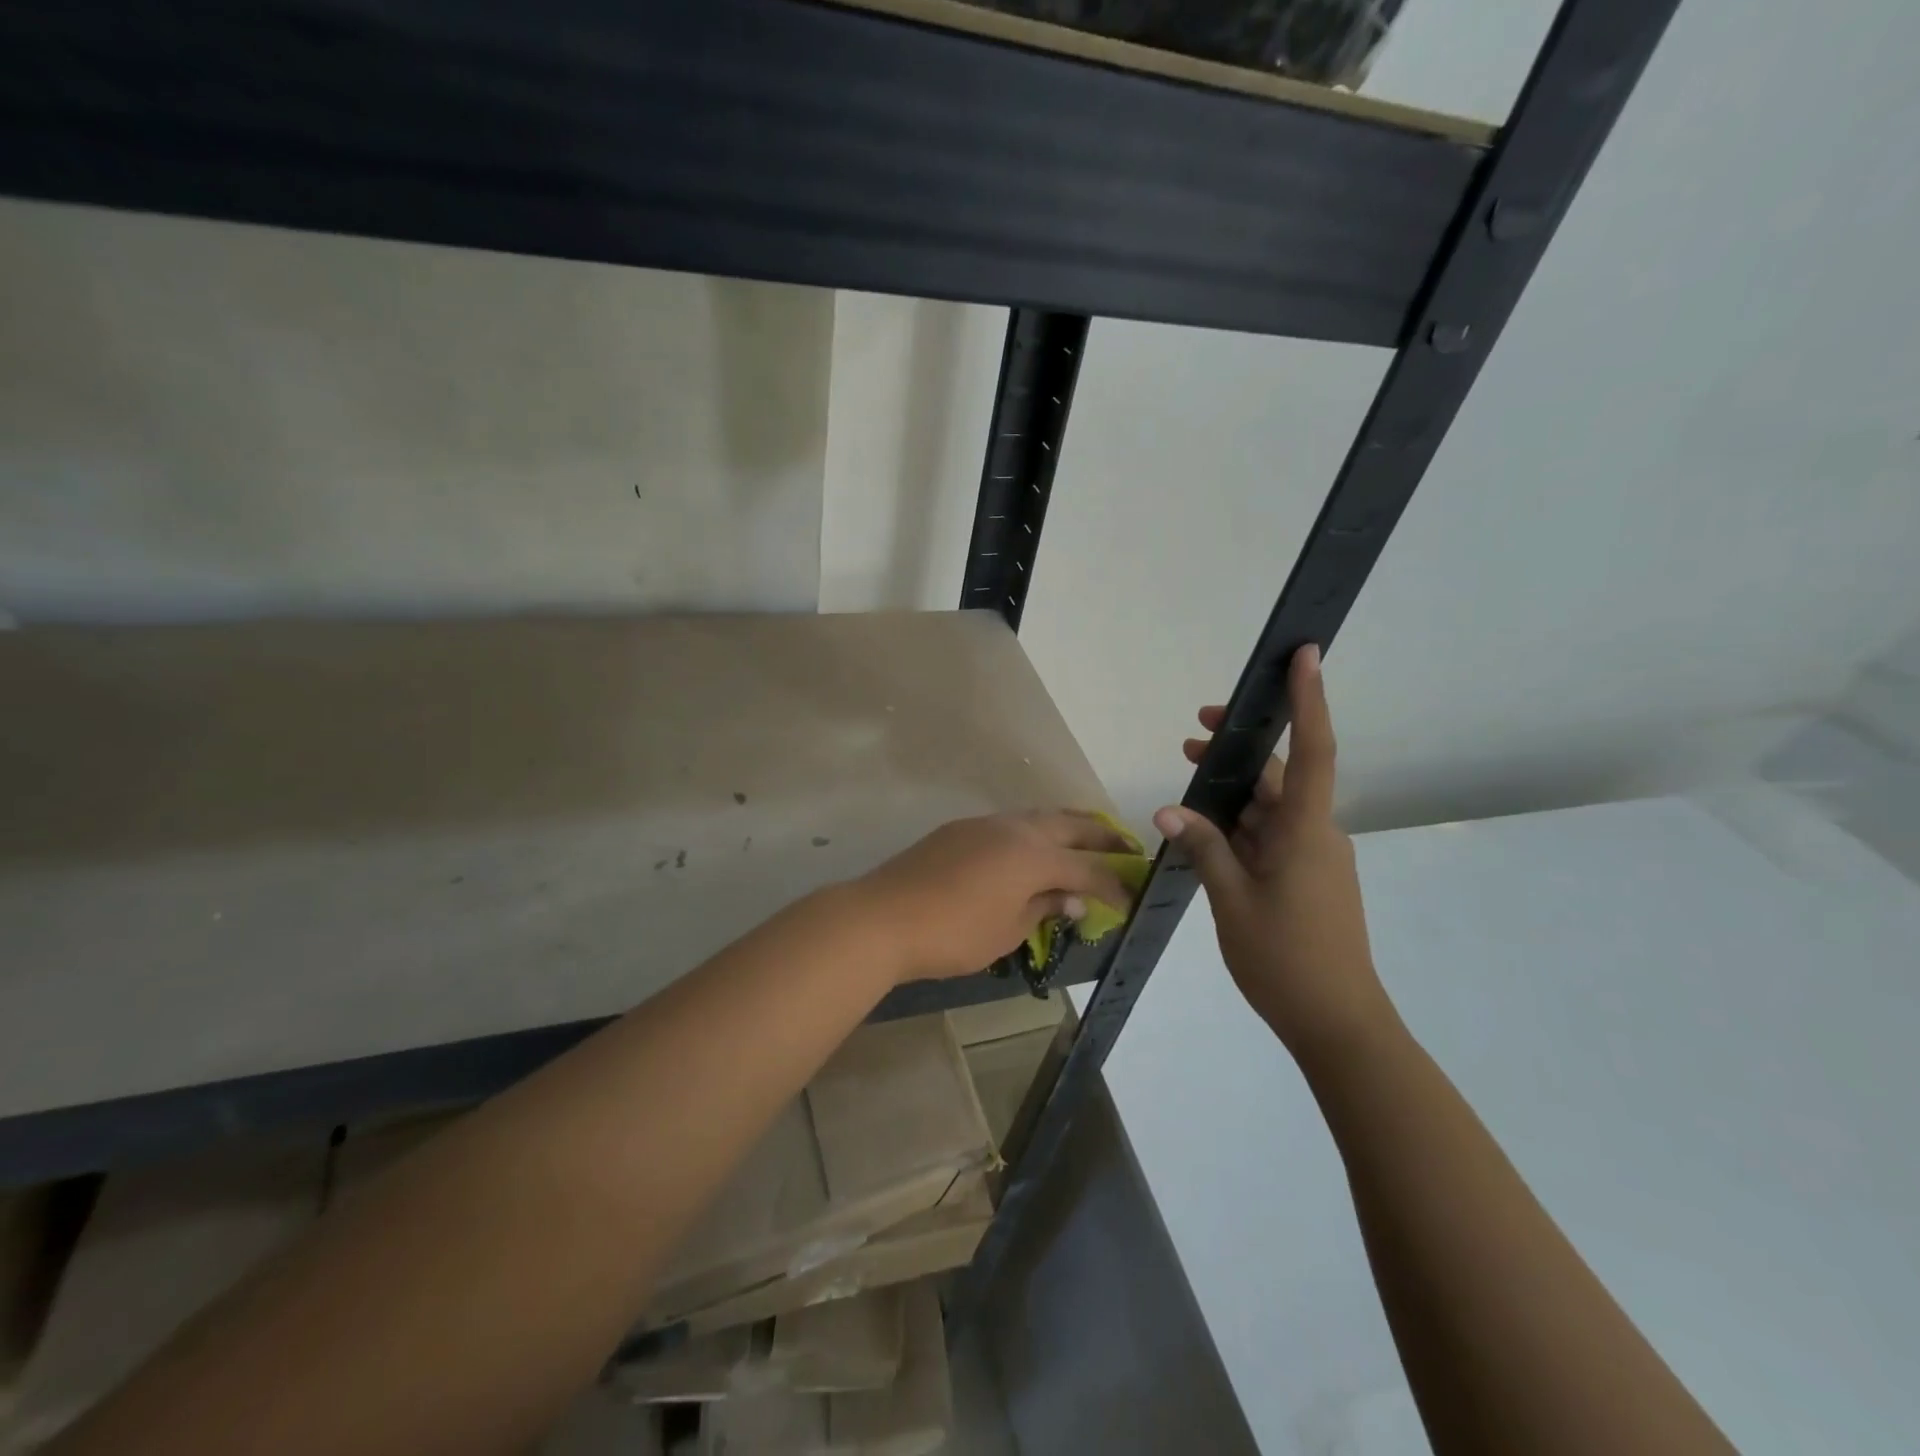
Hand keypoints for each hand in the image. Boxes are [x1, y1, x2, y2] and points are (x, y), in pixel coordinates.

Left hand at [859, 811, 1134, 981]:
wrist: (884, 916)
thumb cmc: (953, 933)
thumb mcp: (1008, 930)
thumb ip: (1045, 908)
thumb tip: (1073, 898)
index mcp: (1033, 855)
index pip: (1087, 868)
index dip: (1113, 883)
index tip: (1132, 897)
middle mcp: (1015, 829)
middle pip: (1070, 826)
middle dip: (1102, 837)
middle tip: (1128, 847)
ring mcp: (986, 824)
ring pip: (1039, 816)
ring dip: (1068, 826)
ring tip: (1087, 839)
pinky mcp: (961, 829)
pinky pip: (1012, 822)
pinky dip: (1035, 831)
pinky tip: (1034, 846)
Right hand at [1152, 646, 1394, 1058]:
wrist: (1337, 1023)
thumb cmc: (1285, 959)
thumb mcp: (1231, 900)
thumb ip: (1203, 847)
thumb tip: (1169, 808)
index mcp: (1305, 832)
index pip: (1312, 752)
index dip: (1309, 700)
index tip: (1306, 656)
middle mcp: (1316, 834)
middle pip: (1281, 777)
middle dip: (1240, 752)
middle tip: (1194, 735)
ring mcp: (1313, 857)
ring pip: (1272, 808)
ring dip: (1234, 793)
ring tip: (1191, 777)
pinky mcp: (1307, 878)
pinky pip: (1272, 836)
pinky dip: (1241, 825)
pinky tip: (1206, 833)